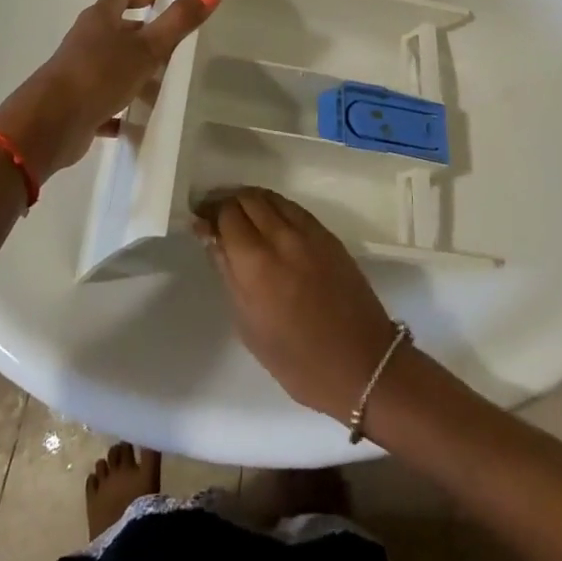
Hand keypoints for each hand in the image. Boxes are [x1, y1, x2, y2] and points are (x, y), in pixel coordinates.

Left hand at [0, 0, 221, 178]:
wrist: (50, 124)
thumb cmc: (100, 74)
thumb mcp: (148, 47)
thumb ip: (179, 21)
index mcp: (99, 21)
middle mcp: (84, 43)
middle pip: (112, 31)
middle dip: (136, 33)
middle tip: (165, 41)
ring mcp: (76, 74)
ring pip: (107, 66)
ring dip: (129, 70)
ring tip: (158, 82)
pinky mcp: (75, 105)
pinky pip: (101, 102)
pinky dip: (117, 107)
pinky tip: (134, 121)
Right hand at [193, 188, 398, 423]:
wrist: (361, 363)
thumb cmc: (296, 359)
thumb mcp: (247, 323)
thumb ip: (227, 272)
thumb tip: (209, 235)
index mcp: (256, 263)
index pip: (227, 214)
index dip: (210, 213)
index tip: (200, 220)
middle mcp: (282, 237)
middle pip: (248, 199)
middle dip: (228, 202)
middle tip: (216, 217)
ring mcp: (309, 232)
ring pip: (272, 197)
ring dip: (251, 200)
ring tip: (240, 216)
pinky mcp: (328, 234)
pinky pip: (294, 208)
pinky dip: (275, 207)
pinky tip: (269, 222)